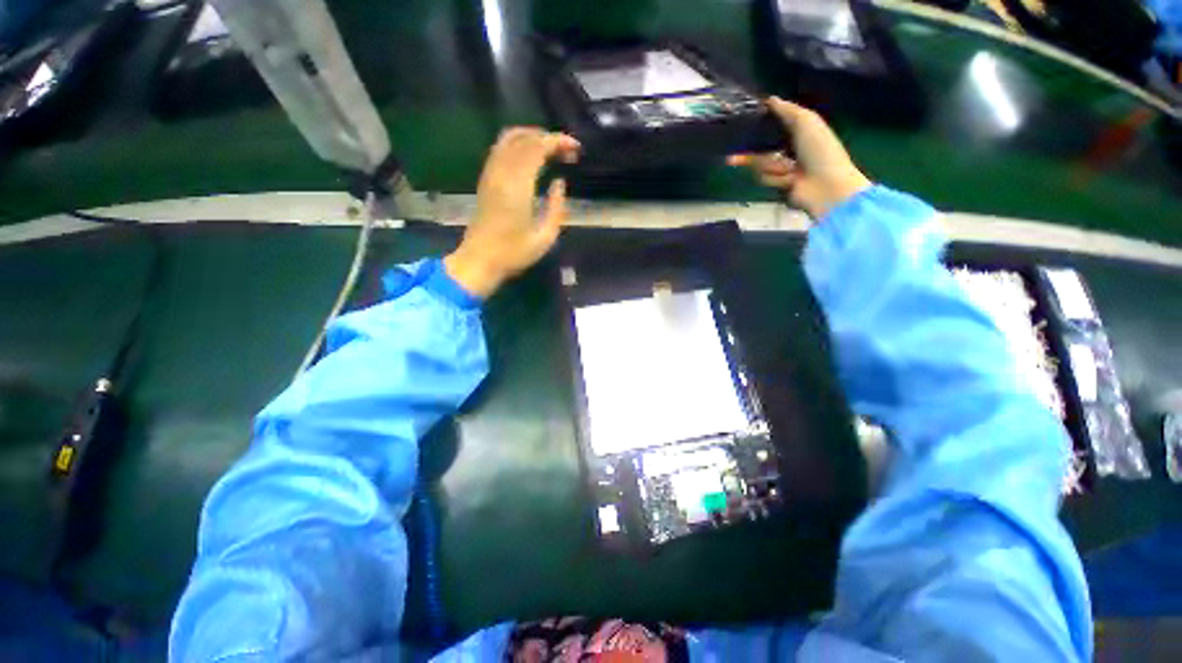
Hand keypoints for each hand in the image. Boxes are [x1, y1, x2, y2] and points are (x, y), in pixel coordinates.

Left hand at [445, 128, 580, 297]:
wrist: (480, 260)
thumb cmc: (514, 253)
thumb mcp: (545, 237)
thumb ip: (556, 207)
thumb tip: (559, 183)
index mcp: (518, 186)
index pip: (537, 147)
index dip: (558, 142)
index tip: (576, 148)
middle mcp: (502, 172)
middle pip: (524, 138)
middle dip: (548, 137)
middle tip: (568, 151)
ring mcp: (490, 173)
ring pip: (509, 138)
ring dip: (533, 137)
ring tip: (552, 150)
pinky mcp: (486, 179)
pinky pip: (501, 148)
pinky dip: (520, 144)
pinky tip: (532, 157)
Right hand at [728, 97, 870, 219]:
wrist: (825, 185)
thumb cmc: (820, 149)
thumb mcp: (806, 122)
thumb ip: (787, 110)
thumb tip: (769, 98)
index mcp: (798, 130)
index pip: (773, 125)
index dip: (759, 125)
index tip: (742, 124)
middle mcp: (787, 148)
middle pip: (759, 148)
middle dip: (748, 153)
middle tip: (731, 158)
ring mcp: (781, 168)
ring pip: (760, 165)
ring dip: (771, 167)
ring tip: (788, 171)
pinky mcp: (776, 184)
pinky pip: (765, 179)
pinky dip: (775, 178)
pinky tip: (789, 180)